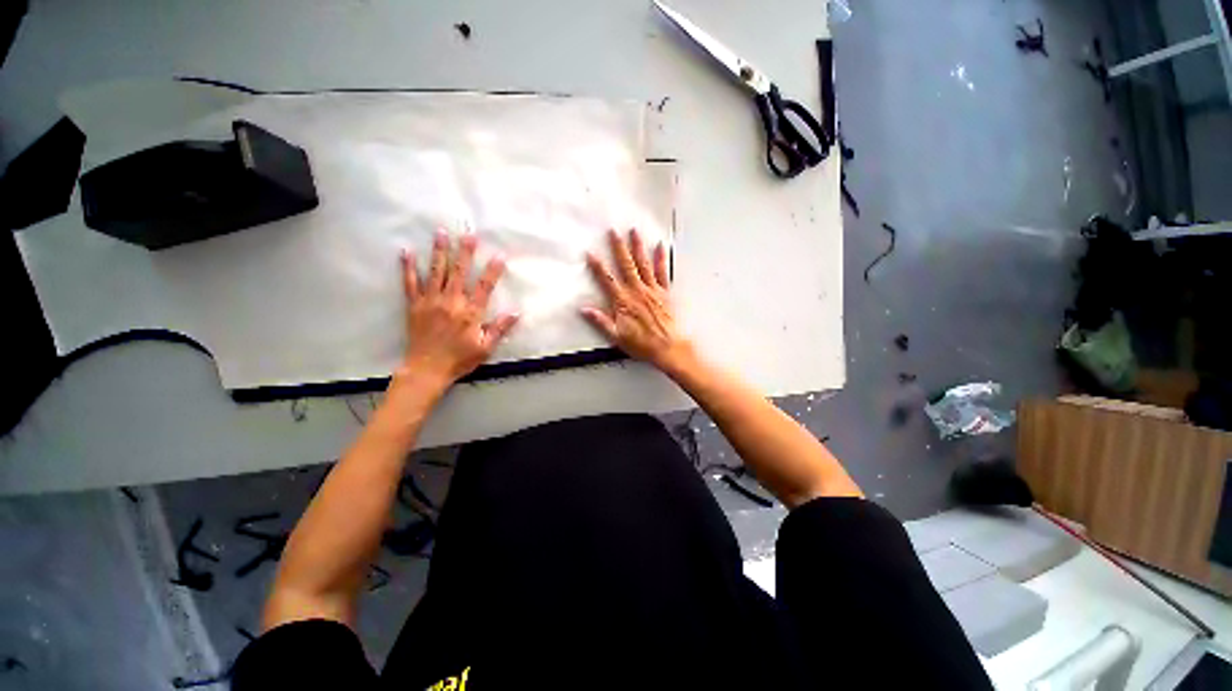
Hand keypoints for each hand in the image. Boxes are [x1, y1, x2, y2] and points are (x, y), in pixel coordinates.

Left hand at [398, 231, 518, 391]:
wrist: (427, 369)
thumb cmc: (460, 359)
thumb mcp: (486, 348)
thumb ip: (500, 328)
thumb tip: (516, 313)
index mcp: (470, 313)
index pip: (484, 287)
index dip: (493, 271)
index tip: (500, 255)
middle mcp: (451, 302)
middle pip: (459, 273)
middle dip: (465, 252)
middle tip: (469, 234)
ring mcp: (430, 302)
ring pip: (436, 272)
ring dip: (439, 251)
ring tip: (441, 232)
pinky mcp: (414, 305)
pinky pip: (410, 283)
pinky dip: (408, 267)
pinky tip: (407, 251)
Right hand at [583, 229, 692, 371]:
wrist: (668, 348)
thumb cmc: (643, 344)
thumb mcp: (617, 337)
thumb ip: (601, 321)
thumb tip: (585, 310)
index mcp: (623, 301)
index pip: (607, 279)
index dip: (598, 266)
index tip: (591, 253)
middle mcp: (637, 291)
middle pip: (625, 265)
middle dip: (618, 247)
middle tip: (614, 232)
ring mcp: (652, 290)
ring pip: (643, 264)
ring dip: (638, 247)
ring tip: (634, 232)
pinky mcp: (664, 293)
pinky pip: (662, 272)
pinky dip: (661, 259)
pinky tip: (660, 247)